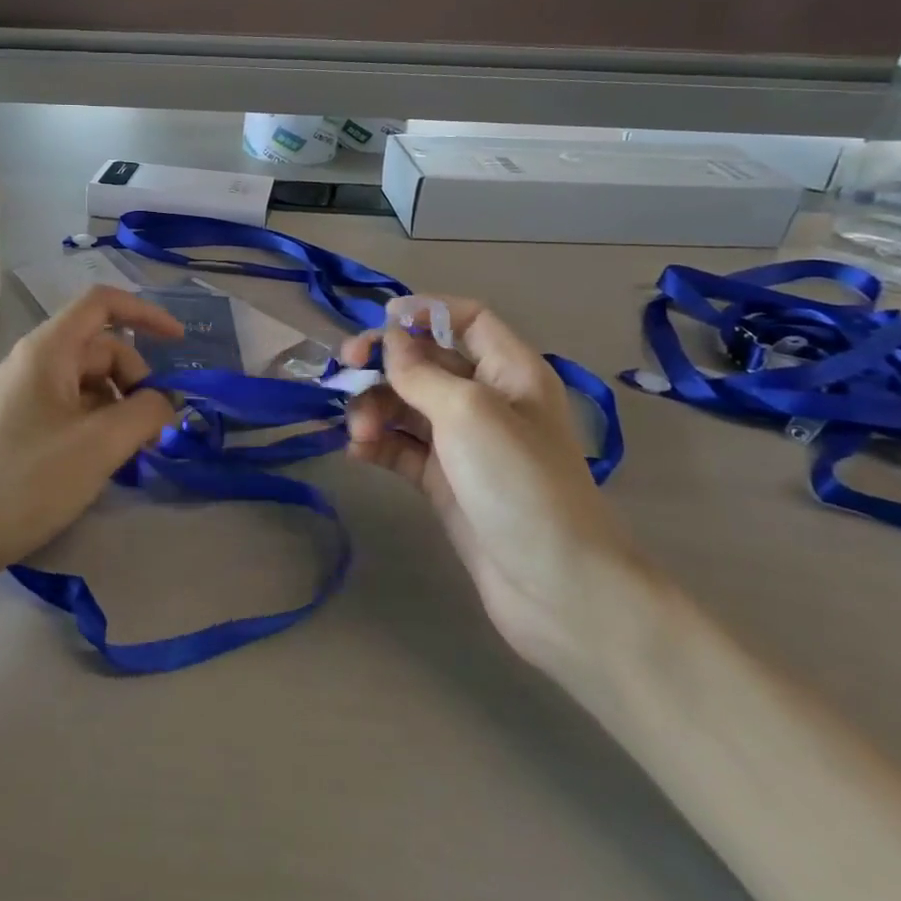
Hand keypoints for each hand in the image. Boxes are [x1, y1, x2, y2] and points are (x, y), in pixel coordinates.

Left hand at [0, 287, 182, 568]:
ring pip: (88, 382)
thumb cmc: (28, 479)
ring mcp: (24, 393)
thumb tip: (164, 402)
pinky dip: (97, 423)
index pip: (103, 303)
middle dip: (136, 379)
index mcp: (49, 349)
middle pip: (101, 348)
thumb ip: (147, 412)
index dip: (146, 314)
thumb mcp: (101, 444)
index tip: (180, 344)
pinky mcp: (19, 424)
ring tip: (129, 452)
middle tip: (152, 430)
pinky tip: (103, 461)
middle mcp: (34, 361)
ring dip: (119, 406)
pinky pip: (70, 407)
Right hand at [341, 299, 645, 679]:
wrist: (556, 588)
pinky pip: (401, 446)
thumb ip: (421, 371)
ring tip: (359, 431)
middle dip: (384, 362)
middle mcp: (486, 399)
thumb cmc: (519, 483)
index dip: (426, 311)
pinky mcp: (443, 480)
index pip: (468, 319)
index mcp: (509, 371)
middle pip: (425, 360)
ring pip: (406, 403)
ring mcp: (463, 442)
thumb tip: (390, 341)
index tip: (381, 320)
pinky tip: (357, 452)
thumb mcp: (468, 412)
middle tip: (344, 370)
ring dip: (374, 407)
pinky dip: (377, 443)